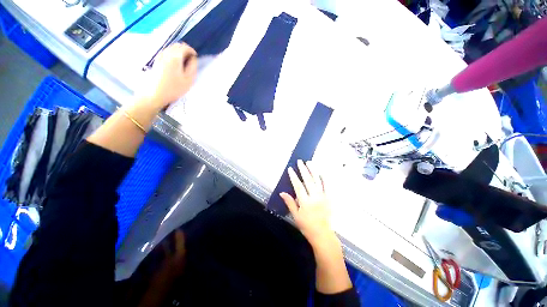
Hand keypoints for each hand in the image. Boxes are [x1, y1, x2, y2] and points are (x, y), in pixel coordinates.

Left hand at [137, 43, 197, 109]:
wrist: (155, 94)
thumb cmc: (174, 88)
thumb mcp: (188, 80)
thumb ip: (192, 68)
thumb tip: (193, 59)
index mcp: (175, 57)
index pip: (185, 47)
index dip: (192, 51)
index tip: (196, 57)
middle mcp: (166, 54)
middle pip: (177, 45)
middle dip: (185, 50)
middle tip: (190, 59)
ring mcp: (160, 57)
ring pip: (171, 48)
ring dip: (178, 52)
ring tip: (184, 62)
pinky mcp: (156, 61)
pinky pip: (166, 53)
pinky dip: (172, 55)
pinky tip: (175, 64)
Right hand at [280, 160, 336, 247]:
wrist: (322, 234)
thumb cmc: (307, 226)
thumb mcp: (295, 215)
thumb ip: (289, 203)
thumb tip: (282, 193)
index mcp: (305, 202)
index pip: (298, 186)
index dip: (293, 176)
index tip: (290, 169)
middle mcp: (314, 197)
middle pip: (308, 180)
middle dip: (303, 169)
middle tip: (300, 161)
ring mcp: (323, 197)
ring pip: (317, 180)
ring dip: (313, 170)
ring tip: (309, 162)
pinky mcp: (329, 198)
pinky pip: (327, 186)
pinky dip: (324, 178)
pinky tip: (321, 172)